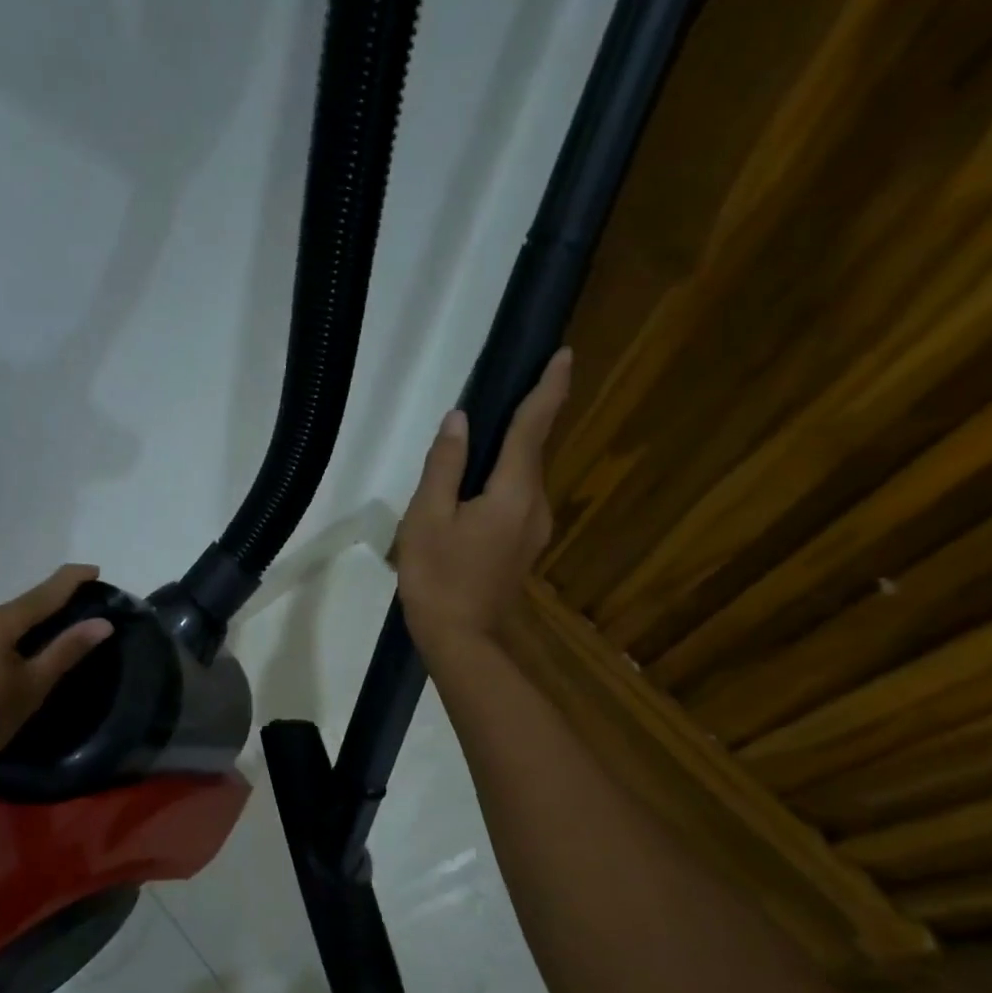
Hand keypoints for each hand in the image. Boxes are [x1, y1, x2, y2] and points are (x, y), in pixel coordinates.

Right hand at [395, 348, 571, 652]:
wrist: (459, 638)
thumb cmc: (438, 576)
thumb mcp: (427, 517)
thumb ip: (444, 466)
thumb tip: (459, 421)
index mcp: (513, 492)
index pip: (534, 428)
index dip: (548, 389)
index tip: (564, 354)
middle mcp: (535, 505)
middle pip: (532, 450)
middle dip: (528, 416)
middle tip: (511, 387)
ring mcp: (533, 529)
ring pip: (524, 477)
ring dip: (513, 451)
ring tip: (483, 437)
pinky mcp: (522, 547)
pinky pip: (517, 498)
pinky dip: (504, 479)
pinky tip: (477, 486)